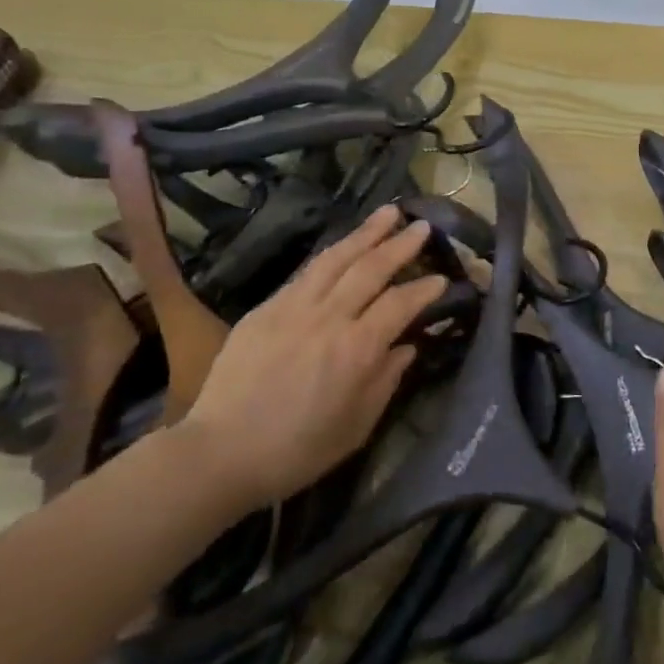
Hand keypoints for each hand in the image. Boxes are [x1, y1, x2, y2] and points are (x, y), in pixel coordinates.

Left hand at [173, 205, 447, 508]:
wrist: (220, 452)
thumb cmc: (297, 450)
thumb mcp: (356, 427)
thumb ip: (386, 381)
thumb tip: (407, 346)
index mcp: (356, 350)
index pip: (400, 304)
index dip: (425, 289)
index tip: (443, 279)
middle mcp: (328, 318)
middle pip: (371, 268)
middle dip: (401, 244)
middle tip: (423, 225)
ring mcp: (294, 307)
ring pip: (337, 258)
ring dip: (366, 232)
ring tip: (389, 211)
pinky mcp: (266, 308)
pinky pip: (306, 272)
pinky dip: (331, 254)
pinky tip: (343, 246)